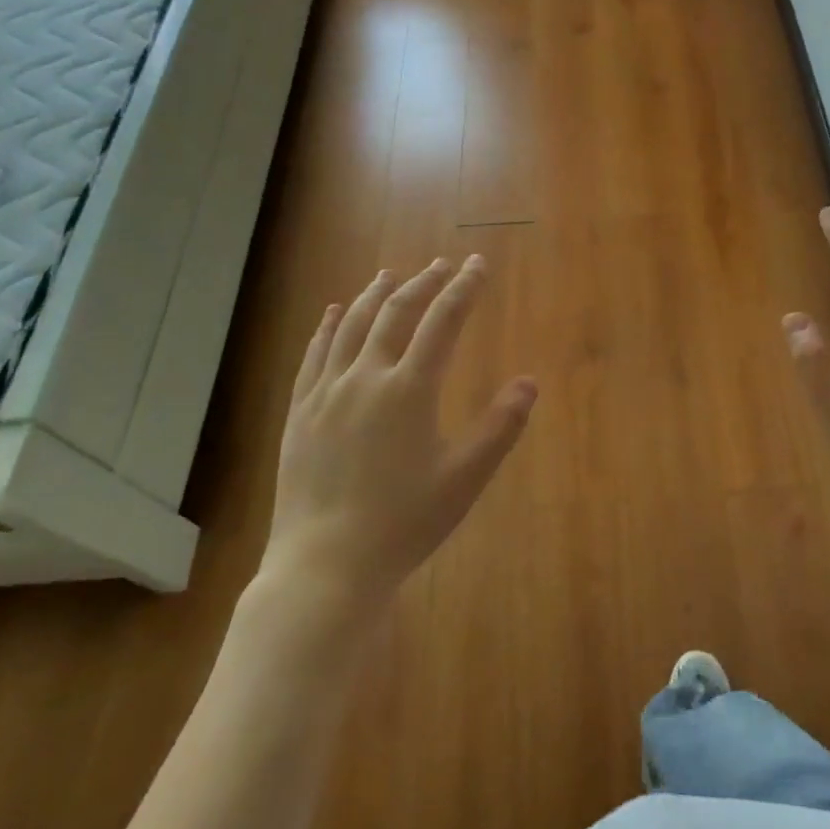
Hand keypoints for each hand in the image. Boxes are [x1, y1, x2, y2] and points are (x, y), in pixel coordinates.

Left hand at [262, 256, 536, 608]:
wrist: (326, 564)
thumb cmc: (403, 522)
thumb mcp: (465, 478)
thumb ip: (500, 426)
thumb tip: (529, 382)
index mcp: (410, 389)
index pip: (443, 322)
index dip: (464, 289)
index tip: (477, 264)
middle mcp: (366, 377)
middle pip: (396, 313)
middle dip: (422, 283)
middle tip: (440, 265)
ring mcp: (327, 392)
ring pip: (351, 326)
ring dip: (374, 295)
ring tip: (389, 275)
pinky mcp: (300, 411)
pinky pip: (313, 354)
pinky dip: (326, 326)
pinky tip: (331, 313)